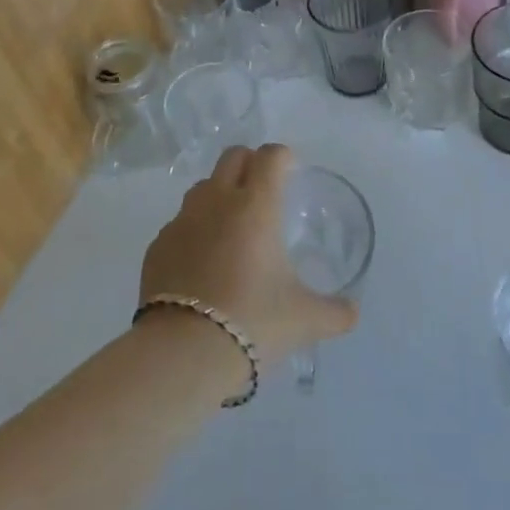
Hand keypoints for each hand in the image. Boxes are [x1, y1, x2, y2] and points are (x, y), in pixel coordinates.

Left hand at [139, 144, 357, 366]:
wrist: (183, 353)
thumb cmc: (253, 322)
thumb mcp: (305, 320)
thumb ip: (335, 312)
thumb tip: (352, 312)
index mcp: (256, 205)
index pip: (270, 156)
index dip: (283, 158)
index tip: (291, 173)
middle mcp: (217, 201)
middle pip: (233, 157)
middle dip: (250, 164)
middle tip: (264, 192)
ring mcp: (182, 221)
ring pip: (202, 187)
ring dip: (219, 195)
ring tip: (232, 229)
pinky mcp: (157, 246)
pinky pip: (179, 224)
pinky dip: (194, 232)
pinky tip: (202, 264)